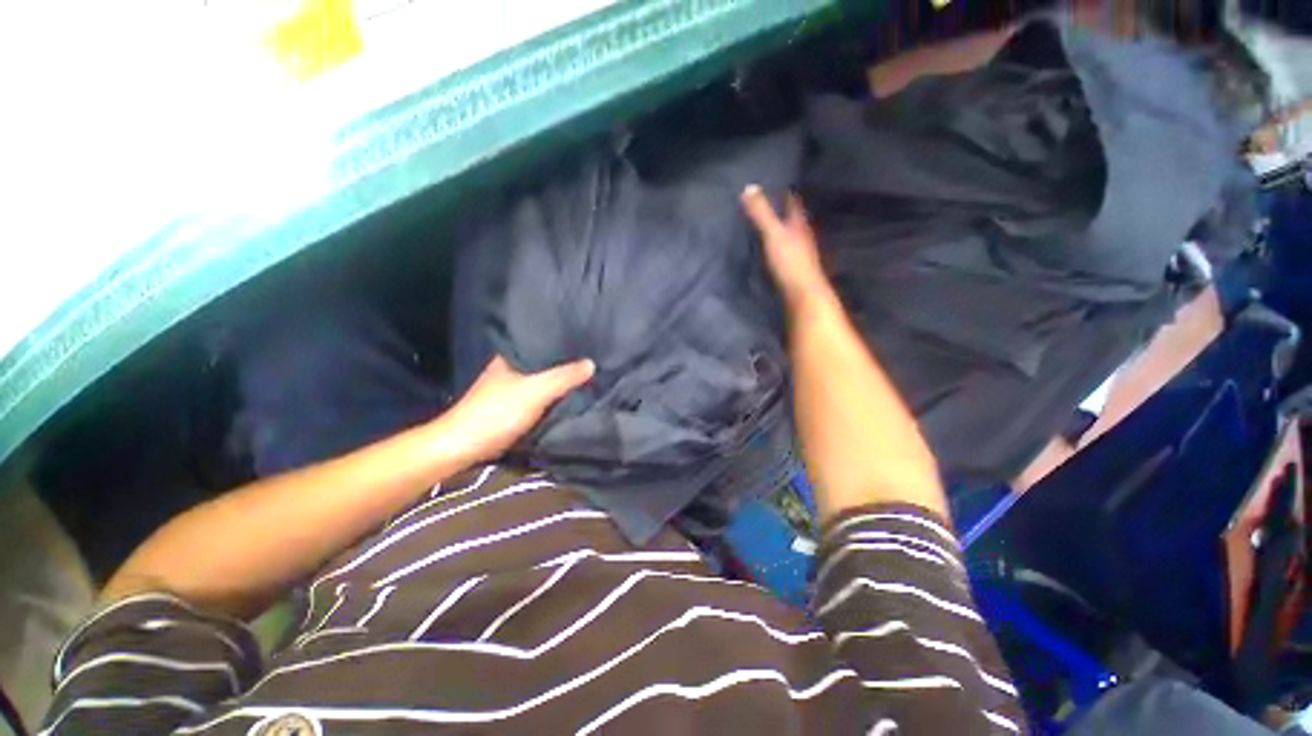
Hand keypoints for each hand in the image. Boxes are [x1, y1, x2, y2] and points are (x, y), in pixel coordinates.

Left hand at [440, 355, 594, 464]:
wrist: (463, 448)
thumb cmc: (497, 412)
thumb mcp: (536, 391)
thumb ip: (564, 377)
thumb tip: (592, 363)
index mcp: (511, 356)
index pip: (542, 343)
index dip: (563, 343)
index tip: (586, 343)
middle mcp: (511, 369)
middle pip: (544, 364)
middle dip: (565, 365)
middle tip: (592, 361)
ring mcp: (510, 390)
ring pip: (542, 382)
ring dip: (559, 383)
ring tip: (586, 376)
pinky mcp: (512, 409)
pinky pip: (540, 398)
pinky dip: (553, 398)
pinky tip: (569, 397)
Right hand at [741, 186, 831, 307]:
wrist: (803, 295)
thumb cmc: (790, 262)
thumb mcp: (773, 233)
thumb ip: (761, 213)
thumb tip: (749, 186)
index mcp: (799, 224)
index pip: (793, 203)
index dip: (786, 193)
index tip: (777, 184)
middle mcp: (802, 237)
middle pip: (793, 219)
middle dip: (783, 211)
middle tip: (767, 203)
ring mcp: (799, 255)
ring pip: (790, 237)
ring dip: (780, 231)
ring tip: (765, 226)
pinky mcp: (793, 271)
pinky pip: (784, 253)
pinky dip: (777, 248)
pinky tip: (769, 252)